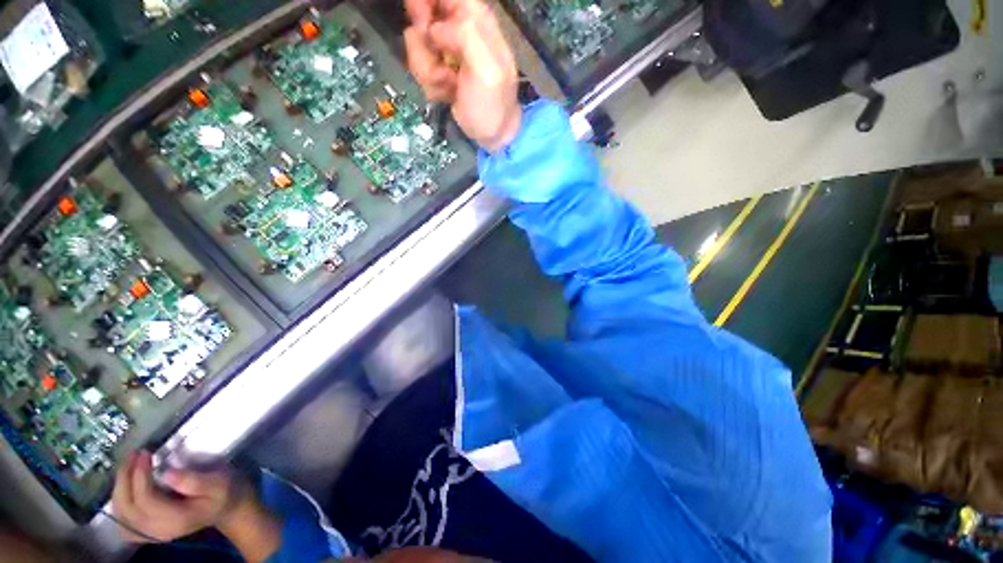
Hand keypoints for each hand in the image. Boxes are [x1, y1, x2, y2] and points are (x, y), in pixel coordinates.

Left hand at [111, 450, 250, 542]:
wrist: (226, 507)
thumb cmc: (224, 491)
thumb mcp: (218, 482)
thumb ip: (195, 481)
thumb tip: (167, 473)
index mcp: (177, 519)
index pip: (146, 500)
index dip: (140, 476)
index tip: (145, 453)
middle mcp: (159, 530)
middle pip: (129, 508)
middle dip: (125, 479)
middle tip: (132, 455)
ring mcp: (152, 534)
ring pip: (121, 515)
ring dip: (119, 489)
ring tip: (128, 465)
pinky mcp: (148, 531)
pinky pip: (123, 523)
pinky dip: (118, 506)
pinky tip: (124, 492)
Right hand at [404, 0, 520, 151]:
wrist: (492, 136)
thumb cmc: (493, 106)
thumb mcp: (487, 70)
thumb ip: (465, 36)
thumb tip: (435, 28)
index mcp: (476, 20)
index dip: (427, 3)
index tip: (424, 25)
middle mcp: (459, 29)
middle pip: (422, 12)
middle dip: (422, 42)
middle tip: (438, 64)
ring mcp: (447, 52)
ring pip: (416, 42)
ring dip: (427, 70)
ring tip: (449, 86)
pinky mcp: (439, 70)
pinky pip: (419, 64)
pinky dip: (430, 83)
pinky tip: (446, 94)